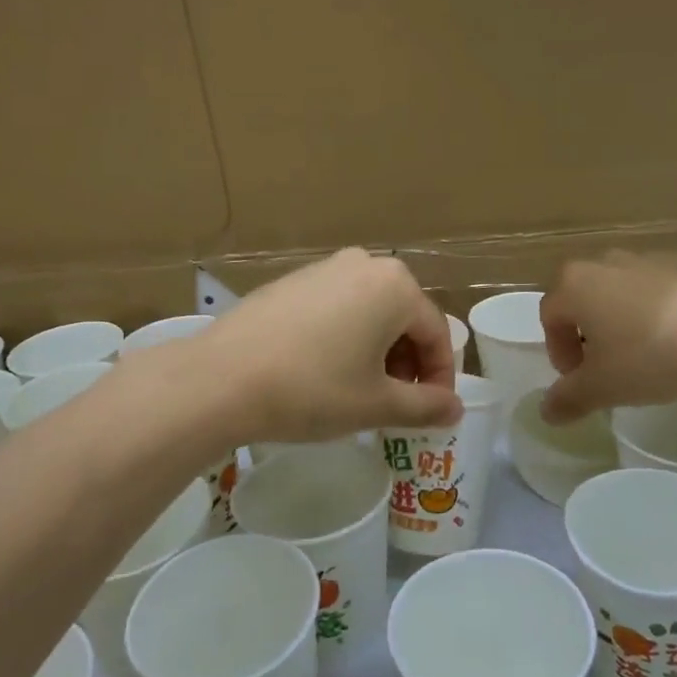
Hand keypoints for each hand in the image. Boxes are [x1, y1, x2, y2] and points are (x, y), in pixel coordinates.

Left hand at [194, 249, 462, 442]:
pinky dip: (345, 337)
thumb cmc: (313, 389)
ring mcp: (324, 268)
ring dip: (377, 351)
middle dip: (407, 363)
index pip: (436, 333)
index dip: (440, 377)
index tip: (432, 412)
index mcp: (395, 285)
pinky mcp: (292, 281)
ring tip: (360, 391)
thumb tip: (455, 408)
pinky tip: (324, 370)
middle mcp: (364, 264)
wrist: (222, 378)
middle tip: (396, 404)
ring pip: (369, 311)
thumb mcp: (376, 404)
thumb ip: (424, 406)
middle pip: (403, 318)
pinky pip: (336, 307)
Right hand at [538, 251, 676, 421]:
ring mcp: (653, 257)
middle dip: (591, 331)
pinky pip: (668, 289)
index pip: (550, 316)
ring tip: (650, 354)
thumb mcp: (603, 388)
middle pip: (586, 297)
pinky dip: (667, 310)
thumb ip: (568, 399)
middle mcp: (608, 262)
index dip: (558, 351)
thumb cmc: (650, 356)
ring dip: (628, 319)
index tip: (579, 379)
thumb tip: (546, 412)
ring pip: (627, 290)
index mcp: (576, 284)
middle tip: (609, 367)